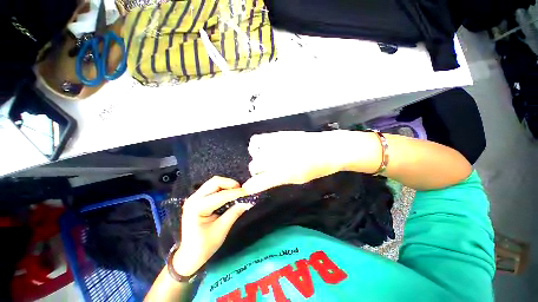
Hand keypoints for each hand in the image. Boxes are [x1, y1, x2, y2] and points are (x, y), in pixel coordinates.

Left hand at [173, 176, 251, 275]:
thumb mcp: (221, 230)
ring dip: (227, 185)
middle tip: (242, 190)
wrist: (189, 255)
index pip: (221, 195)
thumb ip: (234, 213)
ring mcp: (194, 197)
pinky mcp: (197, 198)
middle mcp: (194, 198)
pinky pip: (211, 187)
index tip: (248, 192)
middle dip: (230, 184)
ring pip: (213, 182)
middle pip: (215, 182)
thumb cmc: (204, 245)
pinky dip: (222, 188)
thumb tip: (248, 202)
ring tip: (237, 192)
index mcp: (197, 207)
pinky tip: (229, 194)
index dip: (236, 193)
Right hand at [243, 130, 376, 194]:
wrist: (330, 148)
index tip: (248, 189)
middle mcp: (277, 158)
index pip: (259, 182)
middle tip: (263, 172)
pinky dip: (256, 146)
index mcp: (283, 173)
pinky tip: (265, 148)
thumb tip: (264, 180)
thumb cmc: (318, 168)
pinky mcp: (278, 134)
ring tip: (263, 158)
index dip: (251, 186)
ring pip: (254, 152)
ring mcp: (276, 144)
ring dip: (256, 158)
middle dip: (256, 171)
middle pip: (254, 166)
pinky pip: (258, 140)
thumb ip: (278, 179)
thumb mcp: (298, 179)